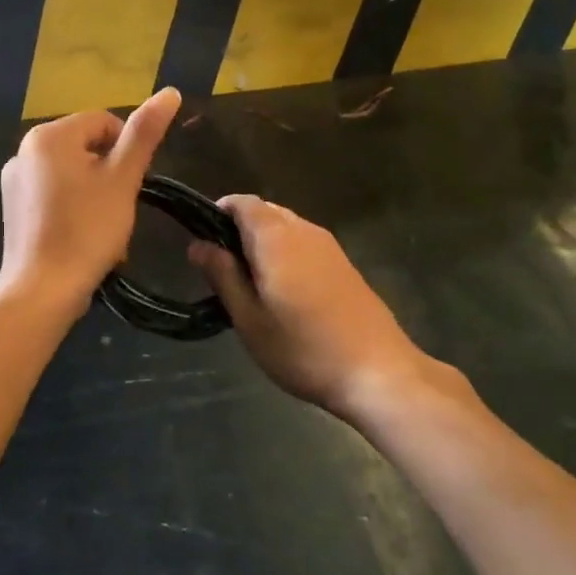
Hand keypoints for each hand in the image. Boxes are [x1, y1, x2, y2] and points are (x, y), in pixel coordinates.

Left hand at [0, 88, 180, 310]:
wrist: (42, 291)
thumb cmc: (87, 230)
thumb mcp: (123, 179)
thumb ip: (145, 133)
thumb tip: (170, 91)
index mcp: (49, 136)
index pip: (103, 123)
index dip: (127, 150)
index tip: (134, 184)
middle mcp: (24, 150)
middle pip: (85, 147)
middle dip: (110, 174)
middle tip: (120, 209)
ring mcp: (14, 181)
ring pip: (71, 173)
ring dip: (95, 193)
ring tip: (104, 228)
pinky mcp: (12, 209)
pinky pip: (52, 195)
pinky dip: (73, 208)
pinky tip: (82, 237)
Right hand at [189, 196, 430, 417]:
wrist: (377, 372)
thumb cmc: (303, 348)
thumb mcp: (249, 318)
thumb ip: (222, 275)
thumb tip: (198, 244)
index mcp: (276, 237)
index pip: (242, 203)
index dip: (218, 213)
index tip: (204, 243)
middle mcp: (304, 230)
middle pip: (265, 212)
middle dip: (239, 230)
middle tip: (223, 270)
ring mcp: (329, 246)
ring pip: (286, 227)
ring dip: (263, 243)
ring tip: (250, 284)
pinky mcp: (344, 265)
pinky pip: (304, 244)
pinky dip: (286, 254)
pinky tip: (284, 293)